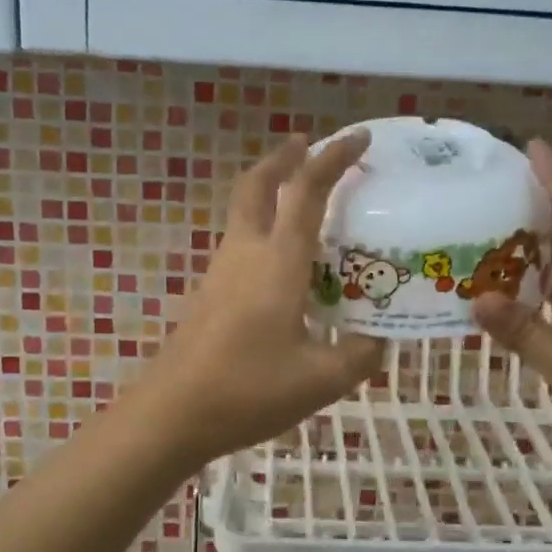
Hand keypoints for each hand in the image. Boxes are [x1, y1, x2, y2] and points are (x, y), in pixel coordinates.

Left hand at [129, 132, 383, 466]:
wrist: (173, 413)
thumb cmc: (249, 389)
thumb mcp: (321, 380)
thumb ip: (359, 356)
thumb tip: (378, 341)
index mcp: (278, 261)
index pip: (308, 192)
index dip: (333, 159)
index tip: (357, 138)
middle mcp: (246, 253)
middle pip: (258, 185)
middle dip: (283, 158)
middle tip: (307, 146)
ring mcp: (221, 272)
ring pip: (244, 212)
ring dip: (270, 192)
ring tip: (302, 200)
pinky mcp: (209, 293)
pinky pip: (240, 243)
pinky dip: (262, 229)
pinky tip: (281, 262)